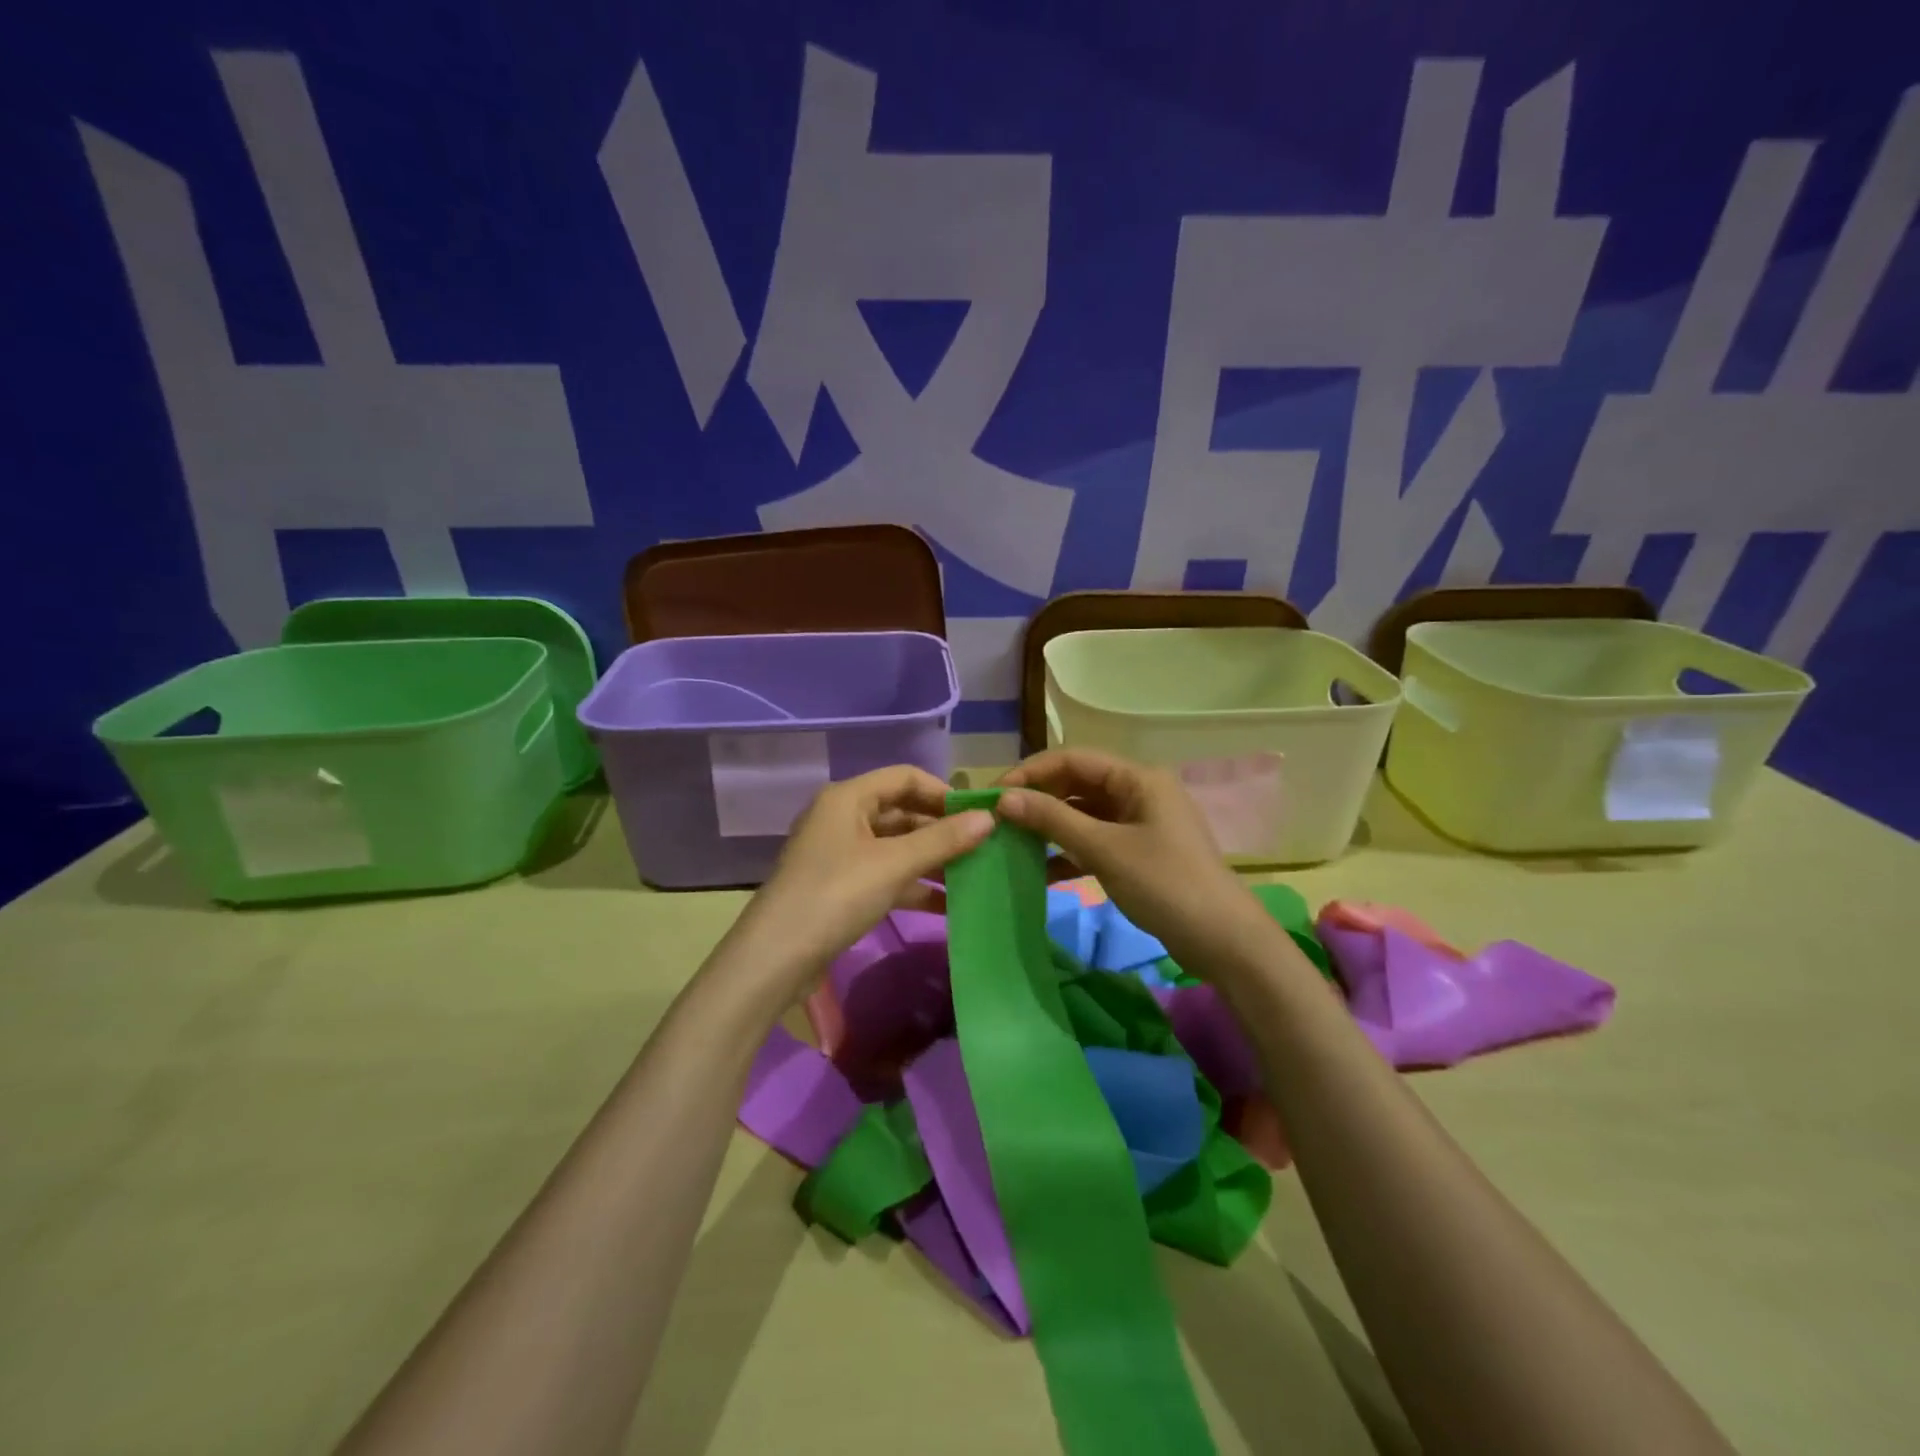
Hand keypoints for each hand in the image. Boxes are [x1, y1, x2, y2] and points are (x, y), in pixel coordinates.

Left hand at [724, 766, 992, 1006]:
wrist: (776, 958)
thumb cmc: (836, 895)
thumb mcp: (894, 864)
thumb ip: (943, 840)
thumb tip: (989, 818)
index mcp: (848, 798)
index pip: (905, 777)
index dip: (943, 792)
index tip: (979, 815)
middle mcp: (842, 818)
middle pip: (901, 811)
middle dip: (941, 829)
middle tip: (982, 847)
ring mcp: (840, 854)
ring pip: (895, 846)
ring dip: (931, 859)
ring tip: (973, 876)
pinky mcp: (841, 887)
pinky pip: (885, 874)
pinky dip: (913, 884)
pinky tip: (947, 904)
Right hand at [996, 748, 1265, 970]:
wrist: (1224, 942)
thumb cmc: (1166, 884)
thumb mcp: (1105, 850)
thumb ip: (1053, 820)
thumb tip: (1004, 798)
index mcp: (1138, 778)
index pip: (1074, 759)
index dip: (1031, 772)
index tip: (995, 793)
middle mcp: (1139, 792)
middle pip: (1078, 784)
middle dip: (1039, 800)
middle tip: (999, 820)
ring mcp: (1140, 824)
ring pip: (1084, 815)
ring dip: (1051, 827)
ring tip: (1012, 843)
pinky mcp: (1139, 854)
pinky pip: (1095, 842)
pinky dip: (1069, 852)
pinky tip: (1041, 871)